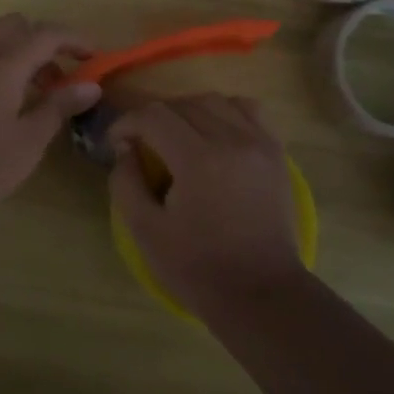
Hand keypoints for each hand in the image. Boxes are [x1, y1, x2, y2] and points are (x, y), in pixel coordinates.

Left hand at [0, 14, 100, 221]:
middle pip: (16, 25)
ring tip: (33, 94)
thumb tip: (91, 85)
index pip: (46, 33)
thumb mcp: (28, 141)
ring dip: (18, 53)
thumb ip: (59, 106)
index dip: (74, 39)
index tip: (94, 57)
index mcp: (3, 63)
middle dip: (43, 41)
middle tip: (60, 76)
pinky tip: (0, 103)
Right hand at [108, 95, 305, 318]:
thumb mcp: (146, 231)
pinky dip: (226, 111)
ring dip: (188, 111)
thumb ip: (126, 182)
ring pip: (215, 100)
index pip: (153, 115)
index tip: (117, 144)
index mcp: (197, 159)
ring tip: (177, 137)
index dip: (127, 123)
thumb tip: (125, 148)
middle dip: (154, 118)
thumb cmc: (198, 268)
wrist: (261, 293)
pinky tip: (214, 133)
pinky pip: (248, 110)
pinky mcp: (276, 152)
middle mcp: (231, 139)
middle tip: (142, 144)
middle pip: (183, 103)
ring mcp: (259, 142)